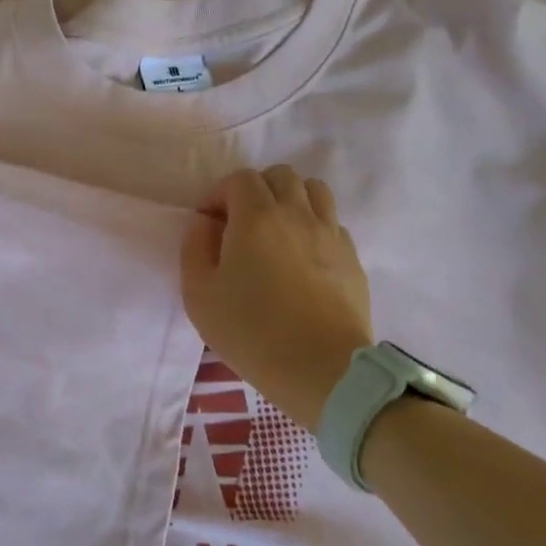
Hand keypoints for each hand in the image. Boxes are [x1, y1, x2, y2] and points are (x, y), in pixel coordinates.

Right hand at [181, 166, 373, 428]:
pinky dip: (313, 226)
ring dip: (289, 200)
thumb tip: (205, 222)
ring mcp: (331, 234)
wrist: (321, 369)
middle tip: (239, 225)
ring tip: (274, 232)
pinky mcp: (351, 258)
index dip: (218, 195)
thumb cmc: (250, 331)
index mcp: (256, 217)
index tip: (208, 225)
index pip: (239, 179)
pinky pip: (332, 222)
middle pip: (280, 176)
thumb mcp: (199, 294)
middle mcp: (297, 214)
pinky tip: (301, 258)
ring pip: (314, 190)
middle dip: (255, 190)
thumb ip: (194, 247)